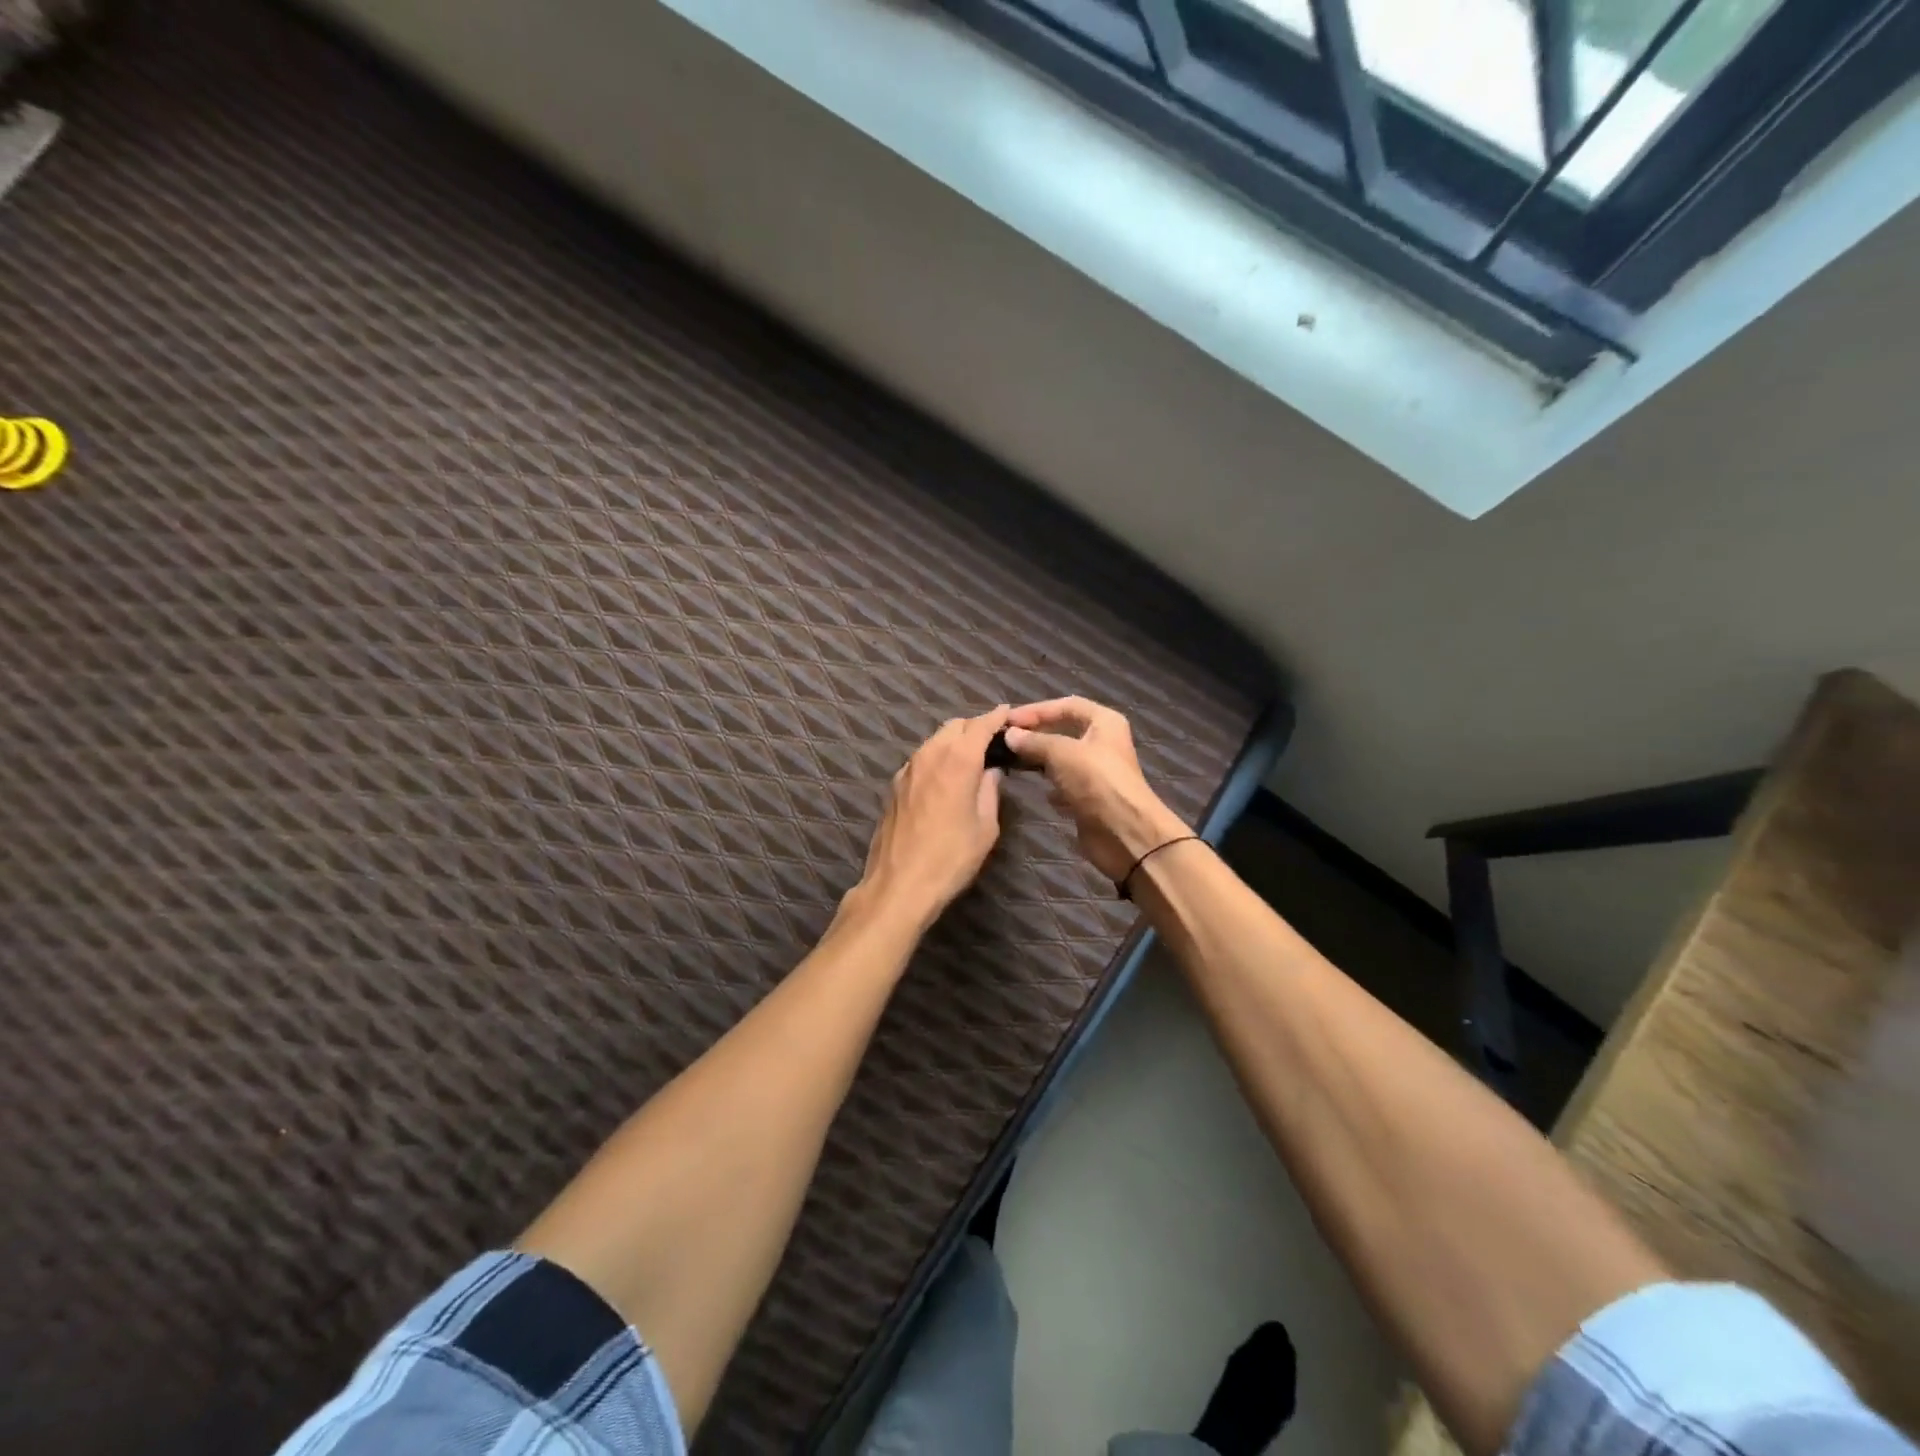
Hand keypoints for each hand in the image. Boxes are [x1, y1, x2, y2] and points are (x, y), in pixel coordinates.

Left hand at [856, 706, 1009, 926]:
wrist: (898, 885)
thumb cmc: (951, 858)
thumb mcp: (986, 827)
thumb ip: (990, 791)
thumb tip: (991, 771)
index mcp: (957, 761)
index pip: (980, 725)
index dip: (996, 717)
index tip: (1008, 713)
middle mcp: (929, 755)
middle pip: (954, 726)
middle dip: (975, 727)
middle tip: (993, 741)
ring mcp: (907, 769)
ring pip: (934, 741)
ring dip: (954, 741)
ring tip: (971, 758)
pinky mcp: (894, 786)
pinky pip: (921, 759)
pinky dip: (937, 757)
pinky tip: (945, 778)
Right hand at [1003, 697, 1190, 883]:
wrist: (1123, 832)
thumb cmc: (1096, 781)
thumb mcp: (1061, 753)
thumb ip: (1033, 741)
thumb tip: (1009, 735)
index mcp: (1104, 722)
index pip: (1066, 705)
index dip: (1036, 710)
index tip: (1008, 720)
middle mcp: (1103, 743)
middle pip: (1064, 731)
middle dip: (1036, 734)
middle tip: (1006, 739)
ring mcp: (1097, 771)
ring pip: (1062, 758)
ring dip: (1040, 759)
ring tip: (1013, 761)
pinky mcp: (1091, 797)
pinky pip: (1065, 784)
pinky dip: (1051, 786)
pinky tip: (1038, 790)